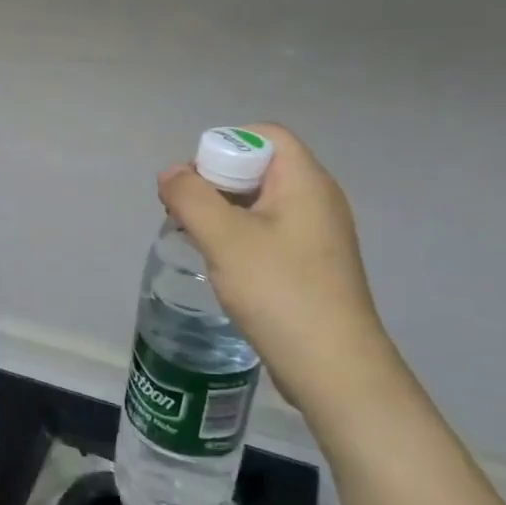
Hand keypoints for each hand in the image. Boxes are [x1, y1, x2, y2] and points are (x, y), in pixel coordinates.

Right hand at [159, 124, 400, 419]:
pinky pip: (269, 232)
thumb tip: (170, 173)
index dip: (224, 144)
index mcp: (305, 182)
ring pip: (261, 202)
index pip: (265, 135)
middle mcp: (317, 200)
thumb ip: (190, 196)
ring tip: (194, 236)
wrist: (335, 369)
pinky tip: (220, 263)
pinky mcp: (311, 266)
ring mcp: (317, 235)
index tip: (194, 180)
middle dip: (216, 180)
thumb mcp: (224, 238)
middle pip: (260, 166)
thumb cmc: (280, 291)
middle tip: (184, 210)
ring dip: (222, 211)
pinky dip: (239, 236)